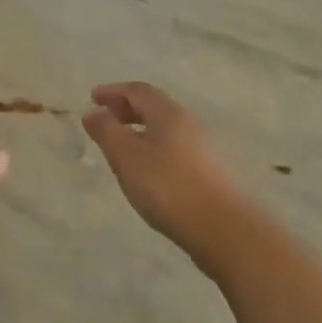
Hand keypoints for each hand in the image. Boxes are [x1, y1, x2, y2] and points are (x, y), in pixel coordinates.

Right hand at [82, 82, 242, 253]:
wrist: (228, 231)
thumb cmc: (170, 188)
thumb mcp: (127, 157)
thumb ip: (106, 131)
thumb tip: (93, 111)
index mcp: (169, 114)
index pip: (138, 91)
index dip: (113, 91)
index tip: (93, 98)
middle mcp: (191, 124)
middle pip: (155, 107)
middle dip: (127, 109)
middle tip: (106, 119)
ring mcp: (206, 150)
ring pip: (167, 130)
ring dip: (142, 130)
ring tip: (123, 148)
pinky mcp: (214, 174)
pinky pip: (177, 149)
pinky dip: (156, 149)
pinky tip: (149, 172)